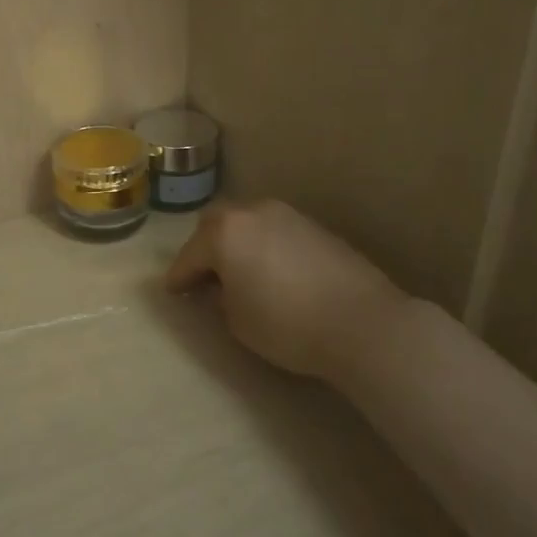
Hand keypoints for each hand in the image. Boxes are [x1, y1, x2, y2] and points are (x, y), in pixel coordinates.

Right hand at [164, 199, 409, 385]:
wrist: (364, 324)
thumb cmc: (287, 324)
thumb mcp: (237, 321)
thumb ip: (219, 297)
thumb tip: (221, 287)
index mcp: (225, 232)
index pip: (189, 255)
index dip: (178, 277)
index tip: (172, 292)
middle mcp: (253, 212)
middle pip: (216, 225)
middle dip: (205, 249)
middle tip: (204, 277)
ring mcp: (288, 216)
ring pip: (249, 224)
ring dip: (238, 244)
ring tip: (240, 273)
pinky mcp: (317, 228)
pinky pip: (276, 232)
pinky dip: (265, 247)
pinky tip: (272, 272)